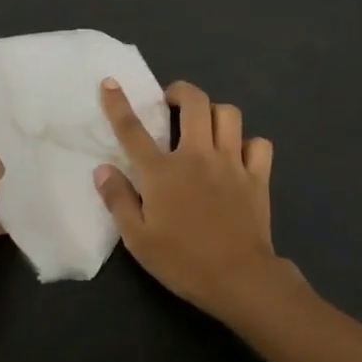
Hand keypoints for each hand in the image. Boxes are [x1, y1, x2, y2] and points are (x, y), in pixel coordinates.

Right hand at [94, 80, 289, 322]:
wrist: (239, 279)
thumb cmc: (182, 261)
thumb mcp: (138, 239)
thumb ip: (118, 200)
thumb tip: (103, 169)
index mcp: (163, 171)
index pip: (133, 129)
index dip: (118, 103)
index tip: (110, 82)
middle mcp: (197, 155)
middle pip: (194, 102)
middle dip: (181, 91)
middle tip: (171, 101)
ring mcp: (231, 162)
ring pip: (228, 114)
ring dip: (214, 113)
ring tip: (205, 125)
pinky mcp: (257, 176)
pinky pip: (258, 144)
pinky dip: (249, 144)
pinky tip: (239, 155)